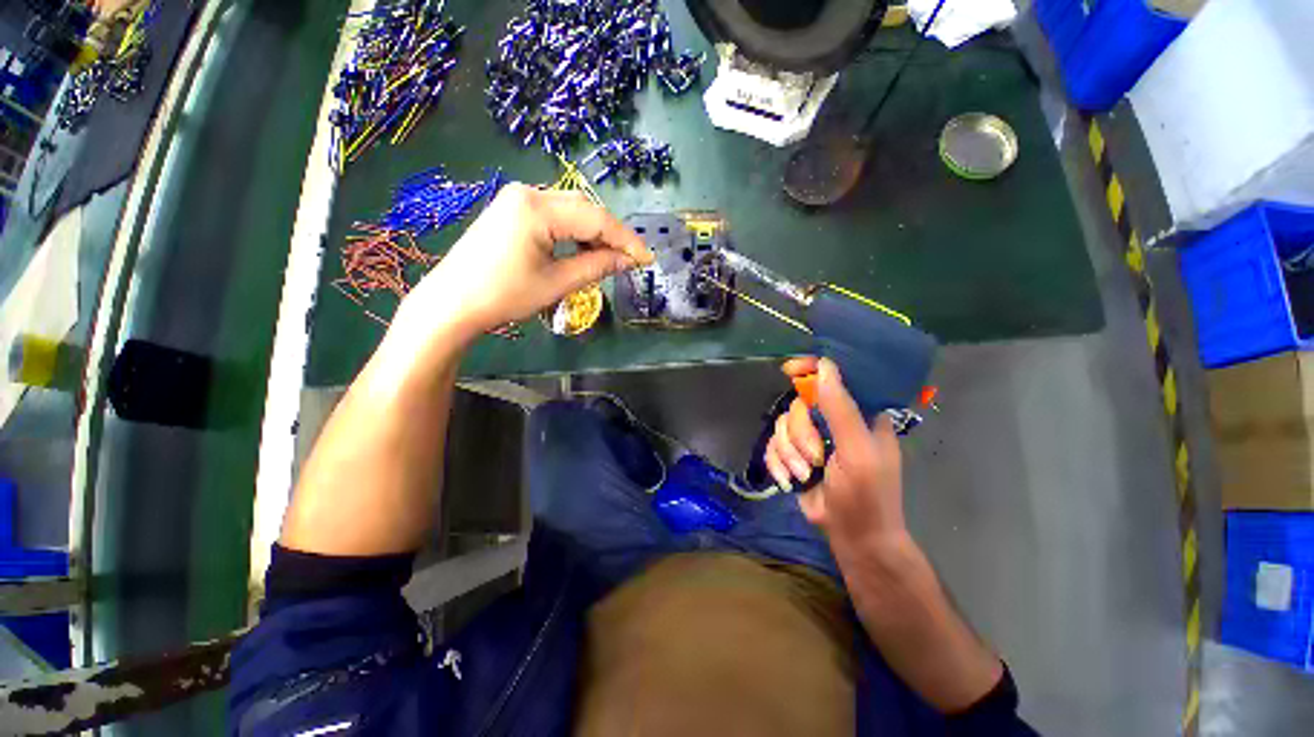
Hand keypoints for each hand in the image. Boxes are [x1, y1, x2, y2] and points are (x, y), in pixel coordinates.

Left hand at [405, 184, 651, 341]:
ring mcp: (517, 200)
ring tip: (611, 259)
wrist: (452, 303)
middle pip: (584, 208)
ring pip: (571, 211)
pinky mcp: (512, 211)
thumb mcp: (556, 283)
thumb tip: (628, 261)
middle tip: (632, 259)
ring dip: (594, 234)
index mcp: (537, 208)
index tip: (647, 259)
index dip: (626, 239)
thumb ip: (596, 266)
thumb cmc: (503, 295)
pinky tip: (583, 251)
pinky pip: (555, 216)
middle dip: (612, 235)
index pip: (595, 218)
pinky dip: (575, 233)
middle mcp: (528, 193)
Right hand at [765, 357, 907, 549]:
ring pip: (781, 426)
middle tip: (814, 459)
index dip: (811, 371)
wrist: (853, 538)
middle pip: (798, 406)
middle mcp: (832, 422)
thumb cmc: (867, 496)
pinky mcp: (794, 456)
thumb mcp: (857, 452)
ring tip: (804, 476)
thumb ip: (840, 410)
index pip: (833, 379)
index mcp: (858, 415)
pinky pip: (772, 445)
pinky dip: (777, 463)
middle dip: (800, 435)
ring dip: (789, 454)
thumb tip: (823, 367)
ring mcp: (811, 439)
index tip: (789, 370)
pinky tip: (789, 480)